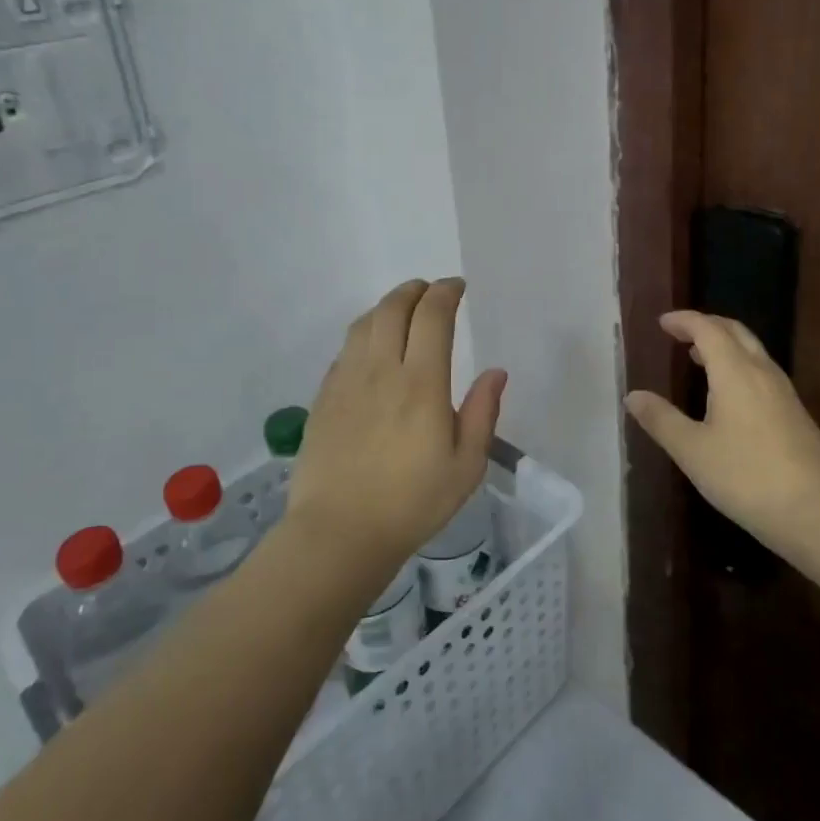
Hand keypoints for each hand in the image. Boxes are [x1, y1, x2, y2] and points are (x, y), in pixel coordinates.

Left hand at [289, 278, 506, 572]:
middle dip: (415, 290)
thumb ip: (482, 413)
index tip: (457, 287)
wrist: (339, 533)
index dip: (446, 292)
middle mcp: (381, 370)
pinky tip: (372, 349)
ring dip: (386, 306)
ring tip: (402, 311)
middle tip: (431, 292)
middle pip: (393, 308)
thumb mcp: (465, 466)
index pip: (432, 316)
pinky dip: (364, 333)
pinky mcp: (324, 397)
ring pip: (364, 323)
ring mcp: (346, 381)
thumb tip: (496, 372)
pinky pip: (345, 349)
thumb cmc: (412, 503)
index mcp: (421, 383)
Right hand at [625, 311, 819, 559]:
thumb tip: (633, 396)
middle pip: (735, 332)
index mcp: (735, 372)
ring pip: (752, 351)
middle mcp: (762, 372)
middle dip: (706, 326)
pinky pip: (762, 372)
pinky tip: (728, 395)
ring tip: (698, 359)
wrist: (819, 512)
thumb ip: (661, 420)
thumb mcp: (693, 451)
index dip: (684, 321)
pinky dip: (738, 366)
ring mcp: (784, 393)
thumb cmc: (747, 477)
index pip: (708, 329)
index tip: (663, 322)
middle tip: (680, 333)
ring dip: (725, 346)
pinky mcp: (795, 414)